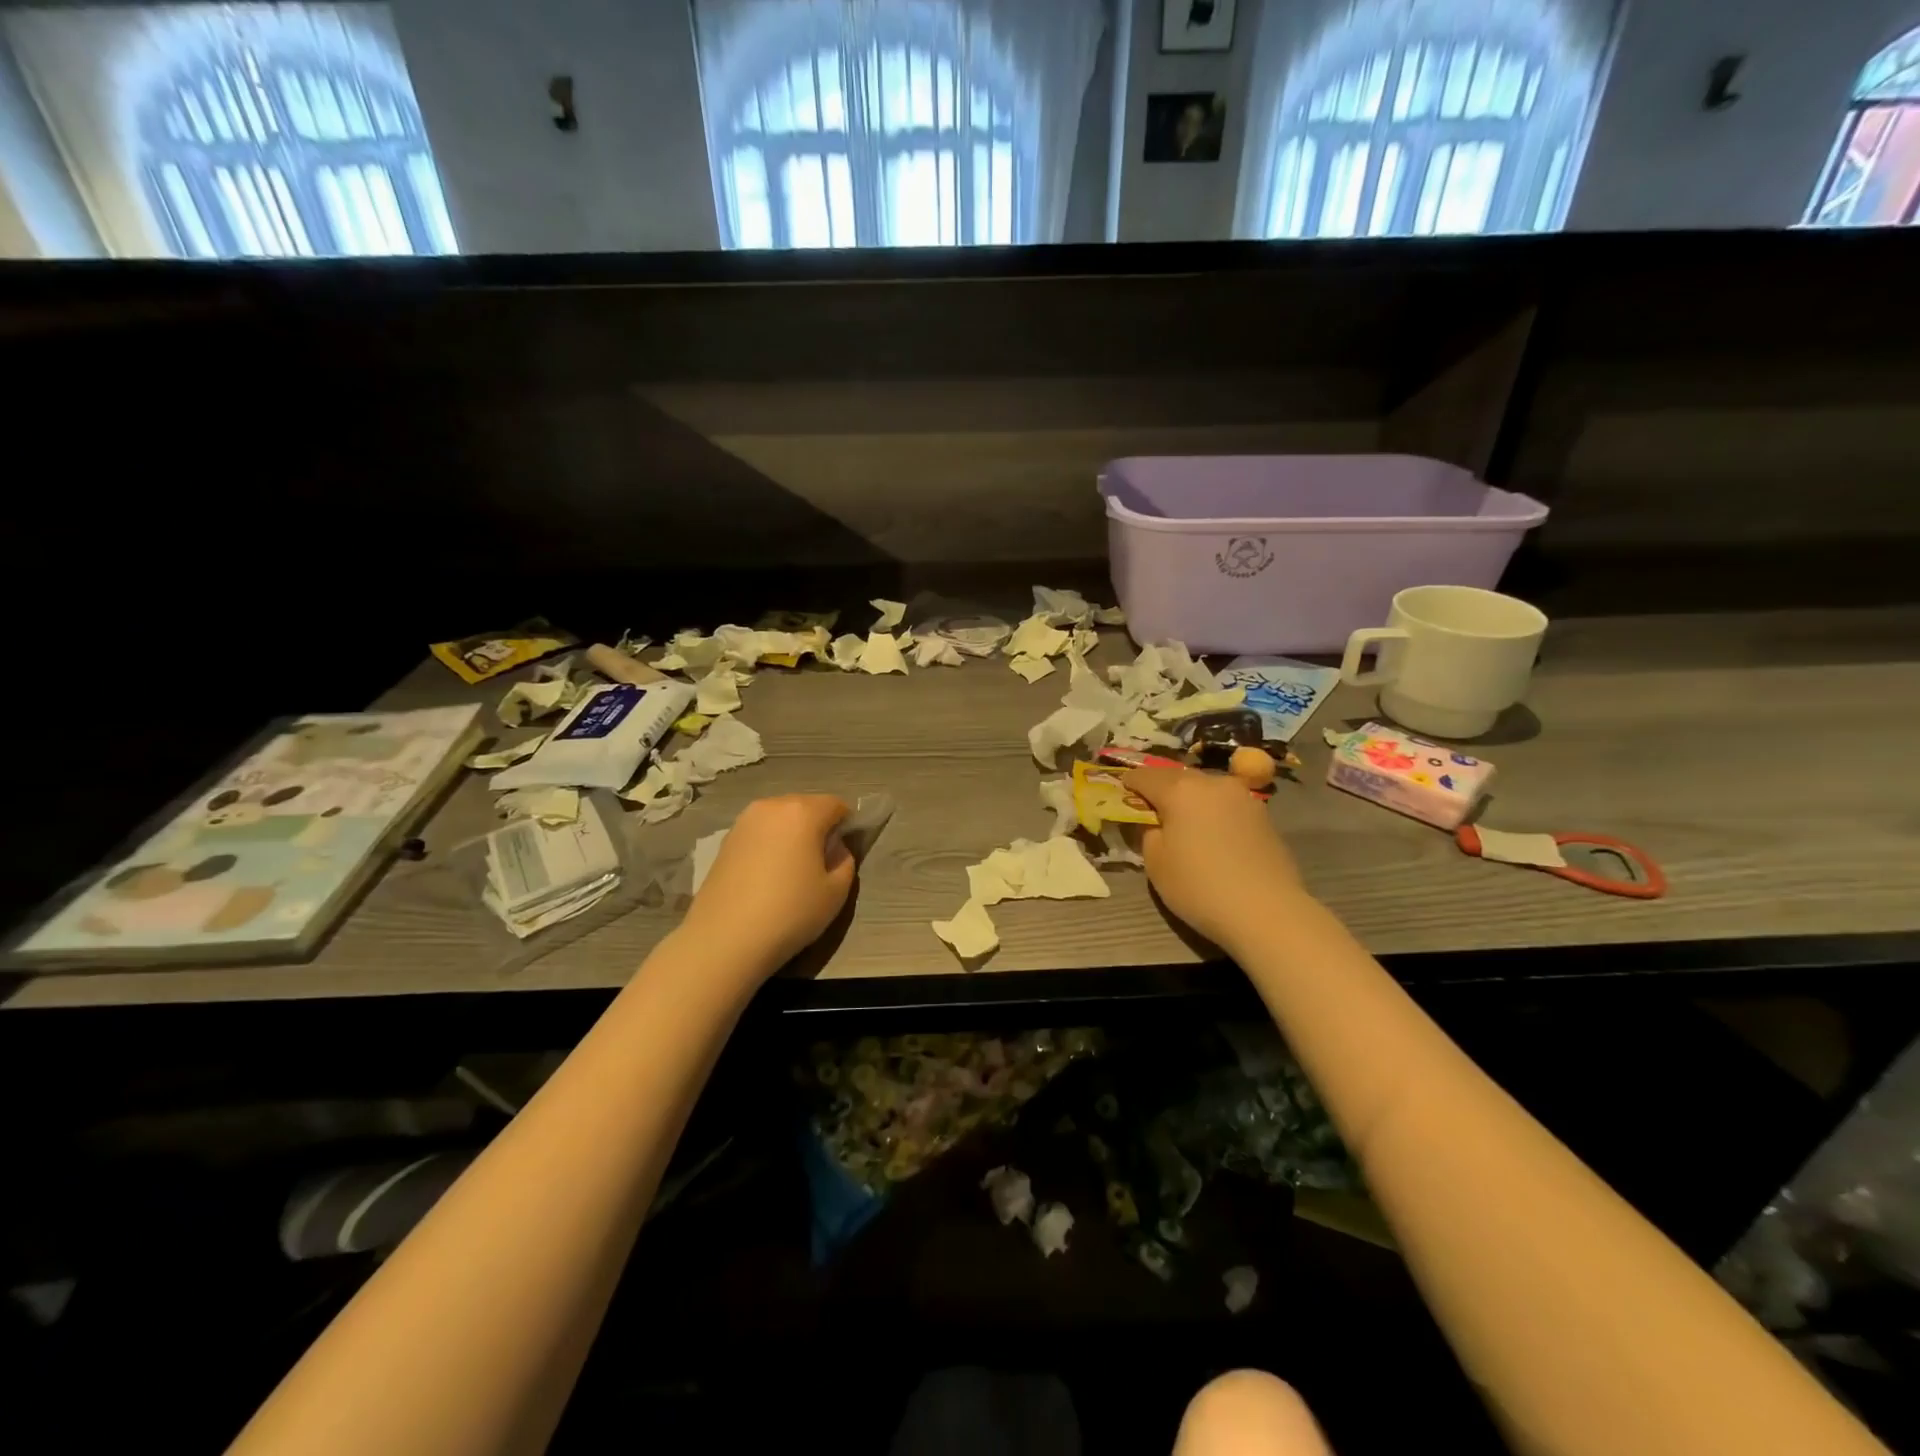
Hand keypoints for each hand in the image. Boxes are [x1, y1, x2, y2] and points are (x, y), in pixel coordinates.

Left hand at [679, 794, 855, 978]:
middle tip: (821, 862)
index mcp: (803, 811)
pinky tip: (767, 877)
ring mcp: (743, 822)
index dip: (847, 825)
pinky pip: (760, 833)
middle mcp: (771, 806)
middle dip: (818, 826)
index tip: (845, 852)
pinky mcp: (725, 841)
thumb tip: (835, 849)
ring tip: (792, 871)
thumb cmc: (789, 913)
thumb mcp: (836, 892)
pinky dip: (770, 845)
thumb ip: (845, 861)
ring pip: (780, 819)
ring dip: (792, 835)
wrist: (724, 940)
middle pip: (806, 806)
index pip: (836, 805)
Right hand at [1124, 766, 1309, 952]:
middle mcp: (1212, 783)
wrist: (1267, 912)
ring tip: (1183, 820)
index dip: (1129, 784)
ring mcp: (1242, 797)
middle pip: (1177, 777)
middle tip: (1149, 807)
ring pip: (1205, 788)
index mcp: (1180, 790)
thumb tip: (1153, 821)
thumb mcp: (1156, 863)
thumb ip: (1147, 832)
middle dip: (1161, 788)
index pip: (1145, 777)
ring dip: (1190, 798)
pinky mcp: (1263, 815)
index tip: (1120, 793)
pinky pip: (1227, 804)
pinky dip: (1213, 811)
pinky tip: (1212, 833)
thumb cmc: (1200, 887)